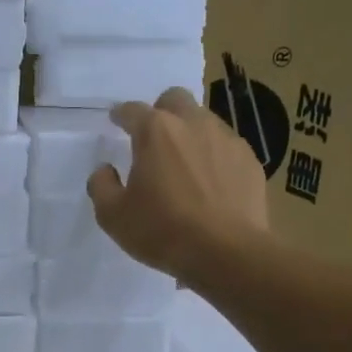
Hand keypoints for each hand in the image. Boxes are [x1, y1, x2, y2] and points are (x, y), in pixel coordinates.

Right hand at [88, 86, 269, 281]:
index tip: (116, 121)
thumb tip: (105, 170)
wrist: (227, 253)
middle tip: (154, 138)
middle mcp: (193, 124)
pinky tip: (212, 184)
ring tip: (185, 165)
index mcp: (155, 131)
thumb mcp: (114, 216)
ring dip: (190, 133)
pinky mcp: (250, 160)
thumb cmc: (163, 231)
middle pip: (175, 99)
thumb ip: (102, 186)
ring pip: (205, 121)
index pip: (132, 110)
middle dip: (162, 111)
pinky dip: (215, 157)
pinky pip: (227, 147)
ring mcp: (226, 139)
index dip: (121, 115)